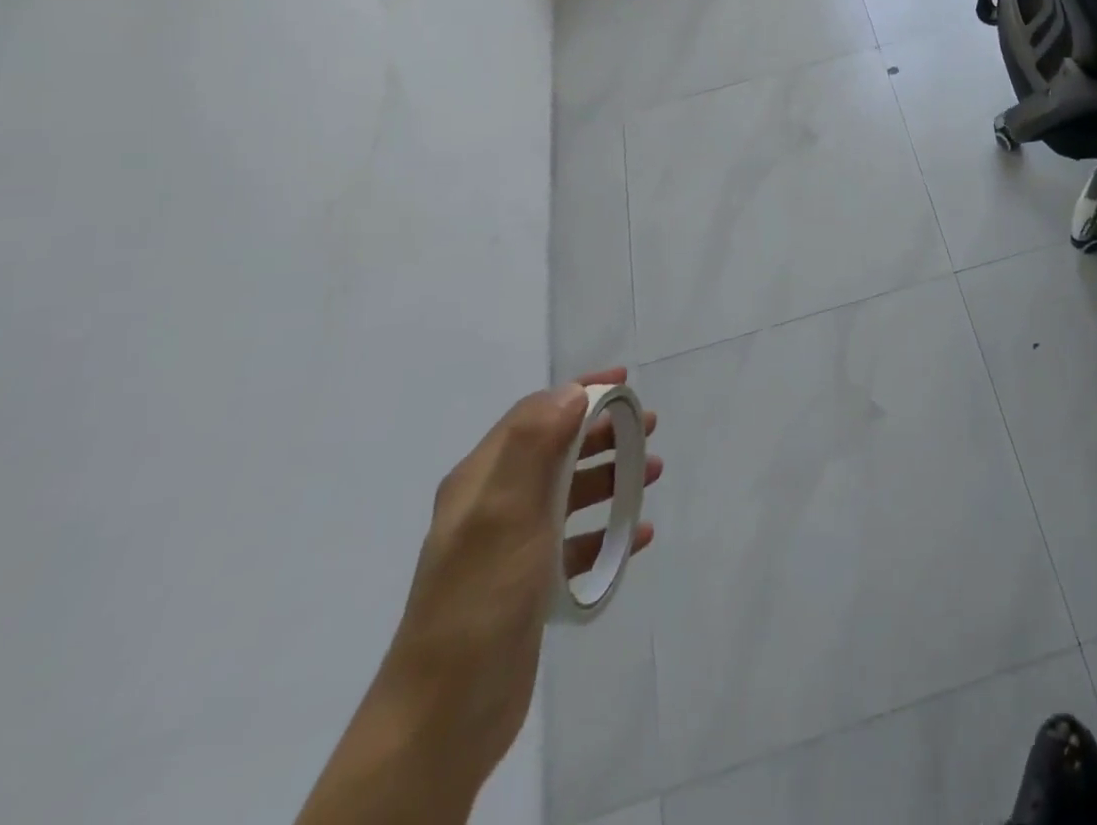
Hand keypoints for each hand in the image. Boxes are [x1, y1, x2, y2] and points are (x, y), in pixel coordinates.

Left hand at [374, 369, 662, 795]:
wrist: (444, 715)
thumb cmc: (480, 599)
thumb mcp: (505, 511)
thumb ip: (536, 444)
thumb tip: (572, 391)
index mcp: (481, 480)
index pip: (535, 414)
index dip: (580, 392)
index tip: (627, 382)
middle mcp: (493, 506)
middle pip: (556, 450)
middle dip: (603, 432)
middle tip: (649, 427)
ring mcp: (510, 548)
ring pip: (569, 494)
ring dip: (611, 477)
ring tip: (653, 475)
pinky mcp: (528, 587)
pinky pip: (576, 543)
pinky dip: (606, 531)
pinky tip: (636, 537)